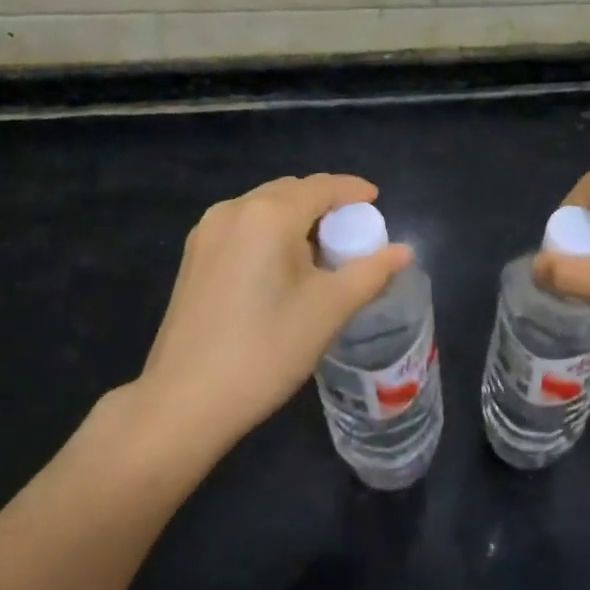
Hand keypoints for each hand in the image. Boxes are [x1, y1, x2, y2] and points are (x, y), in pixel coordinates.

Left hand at [130, 175, 411, 459]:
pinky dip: (270, 231)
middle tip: (352, 234)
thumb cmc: (266, 350)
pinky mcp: (193, 255)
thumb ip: (371, 272)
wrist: (184, 402)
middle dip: (325, 205)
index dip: (353, 191)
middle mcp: (235, 209)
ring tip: (320, 252)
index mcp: (269, 213)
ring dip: (296, 218)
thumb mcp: (329, 309)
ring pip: (265, 207)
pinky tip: (281, 266)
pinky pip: (243, 225)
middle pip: (292, 191)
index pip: (323, 187)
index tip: (377, 203)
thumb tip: (404, 251)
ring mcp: (207, 231)